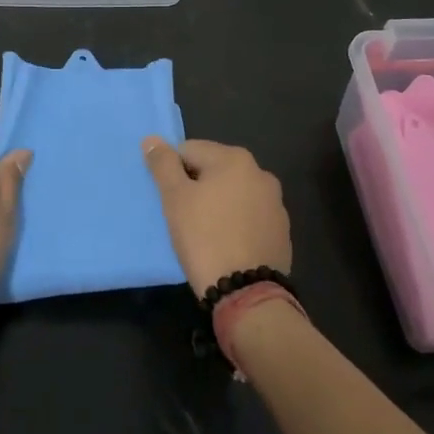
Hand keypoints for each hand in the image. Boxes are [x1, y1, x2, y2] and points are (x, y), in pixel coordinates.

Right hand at [142, 137, 291, 296]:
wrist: (248, 294)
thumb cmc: (205, 238)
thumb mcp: (175, 198)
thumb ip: (163, 164)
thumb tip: (152, 139)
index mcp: (235, 158)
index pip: (189, 151)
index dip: (173, 173)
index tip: (170, 201)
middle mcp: (260, 173)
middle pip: (214, 170)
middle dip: (197, 187)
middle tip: (184, 218)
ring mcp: (275, 203)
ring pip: (234, 194)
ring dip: (218, 205)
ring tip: (206, 234)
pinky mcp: (281, 231)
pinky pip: (250, 217)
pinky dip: (237, 224)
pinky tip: (228, 245)